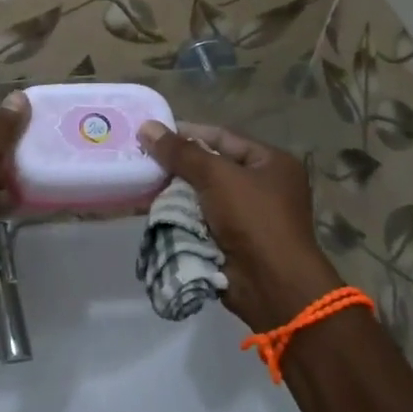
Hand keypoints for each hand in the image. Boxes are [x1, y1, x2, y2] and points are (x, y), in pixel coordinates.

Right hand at [137, 122, 343, 332]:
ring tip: (140, 183)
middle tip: (141, 159)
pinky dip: (179, 216)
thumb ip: (181, 152)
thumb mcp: (217, 177)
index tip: (153, 132)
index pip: (223, 137)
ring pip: (201, 195)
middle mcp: (262, 186)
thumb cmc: (253, 219)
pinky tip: (152, 209)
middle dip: (177, 165)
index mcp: (271, 163)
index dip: (188, 133)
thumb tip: (147, 126)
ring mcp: (247, 216)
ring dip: (174, 192)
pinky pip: (200, 219)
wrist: (272, 285)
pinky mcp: (232, 241)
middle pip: (211, 167)